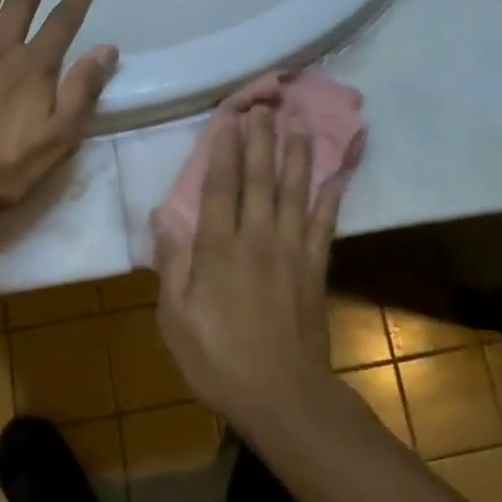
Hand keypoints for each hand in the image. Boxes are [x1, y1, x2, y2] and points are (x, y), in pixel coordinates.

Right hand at [153, 107, 344, 431]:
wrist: (281, 395)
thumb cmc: (218, 359)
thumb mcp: (174, 318)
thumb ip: (171, 264)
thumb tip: (163, 217)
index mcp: (218, 248)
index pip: (220, 186)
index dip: (225, 149)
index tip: (230, 118)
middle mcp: (256, 237)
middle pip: (259, 178)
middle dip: (261, 139)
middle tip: (265, 106)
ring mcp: (291, 250)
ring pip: (295, 191)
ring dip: (297, 155)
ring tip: (299, 125)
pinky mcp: (316, 267)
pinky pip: (325, 223)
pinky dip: (332, 196)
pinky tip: (338, 173)